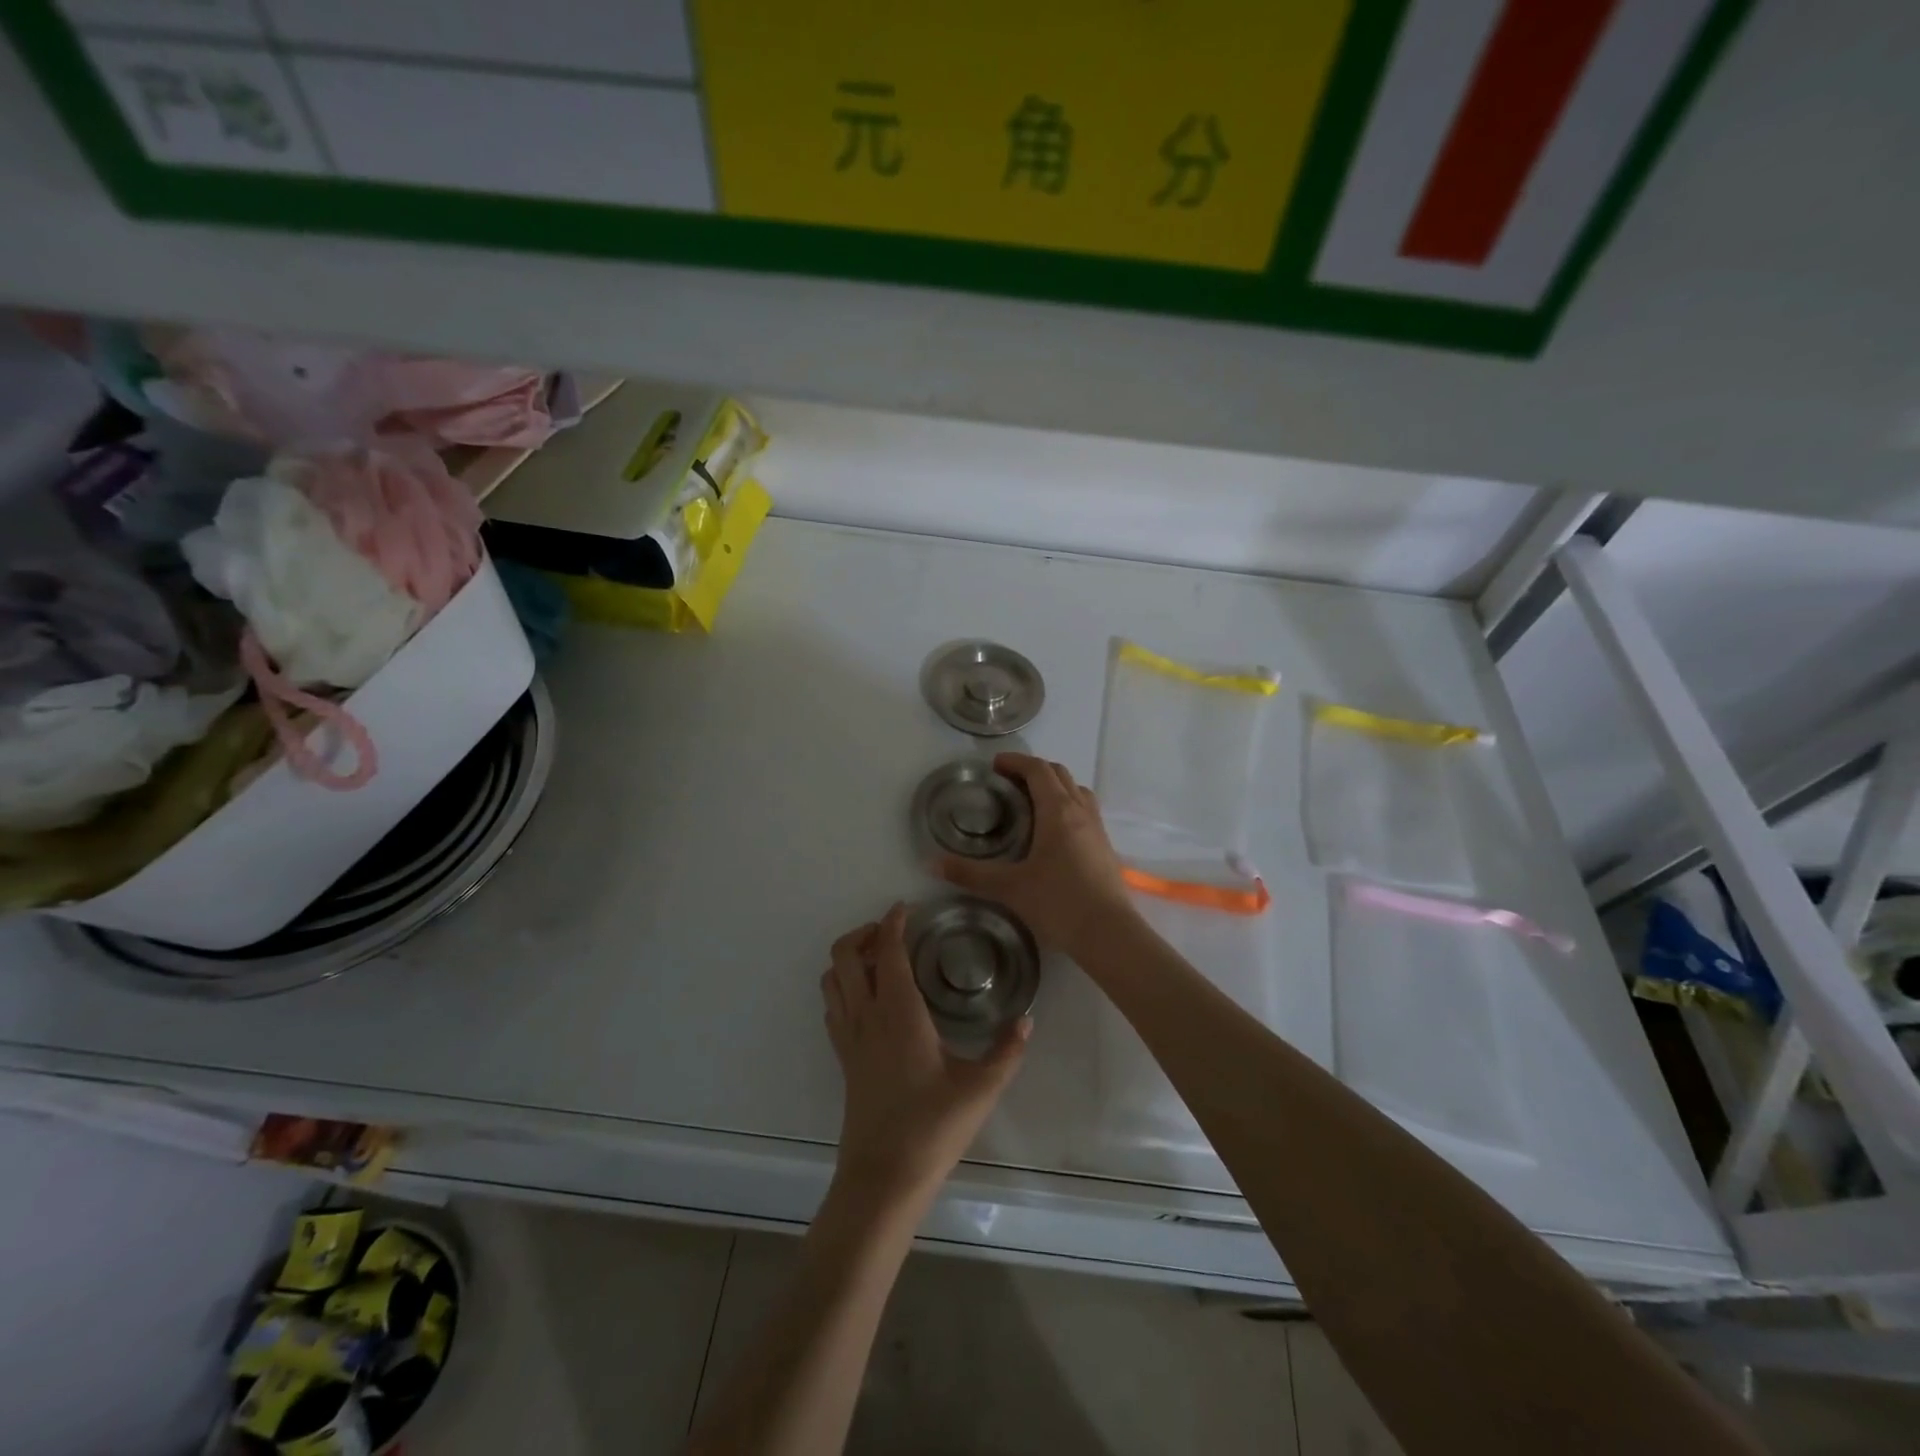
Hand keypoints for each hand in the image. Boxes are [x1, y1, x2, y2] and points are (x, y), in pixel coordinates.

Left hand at [820, 905, 1028, 1208]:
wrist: (884, 1177)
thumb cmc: (932, 1127)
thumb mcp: (980, 1088)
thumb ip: (1007, 1050)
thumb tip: (1027, 1020)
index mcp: (899, 1012)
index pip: (887, 950)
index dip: (893, 921)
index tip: (906, 908)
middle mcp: (867, 1016)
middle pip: (843, 955)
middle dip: (863, 932)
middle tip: (893, 932)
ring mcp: (849, 1037)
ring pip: (831, 979)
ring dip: (848, 959)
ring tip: (879, 959)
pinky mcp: (843, 1058)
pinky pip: (832, 1007)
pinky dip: (843, 987)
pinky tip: (870, 999)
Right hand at [937, 754, 1137, 958]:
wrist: (1109, 933)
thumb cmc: (1058, 903)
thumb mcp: (1009, 887)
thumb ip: (970, 874)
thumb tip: (931, 863)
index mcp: (1057, 811)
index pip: (1037, 770)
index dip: (1016, 761)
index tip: (995, 765)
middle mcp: (1080, 811)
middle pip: (1059, 774)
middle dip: (1033, 770)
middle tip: (1008, 783)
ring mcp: (1097, 829)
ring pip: (1076, 791)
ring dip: (1054, 787)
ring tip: (1031, 804)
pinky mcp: (1105, 847)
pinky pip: (1085, 811)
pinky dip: (1067, 807)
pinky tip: (1053, 834)